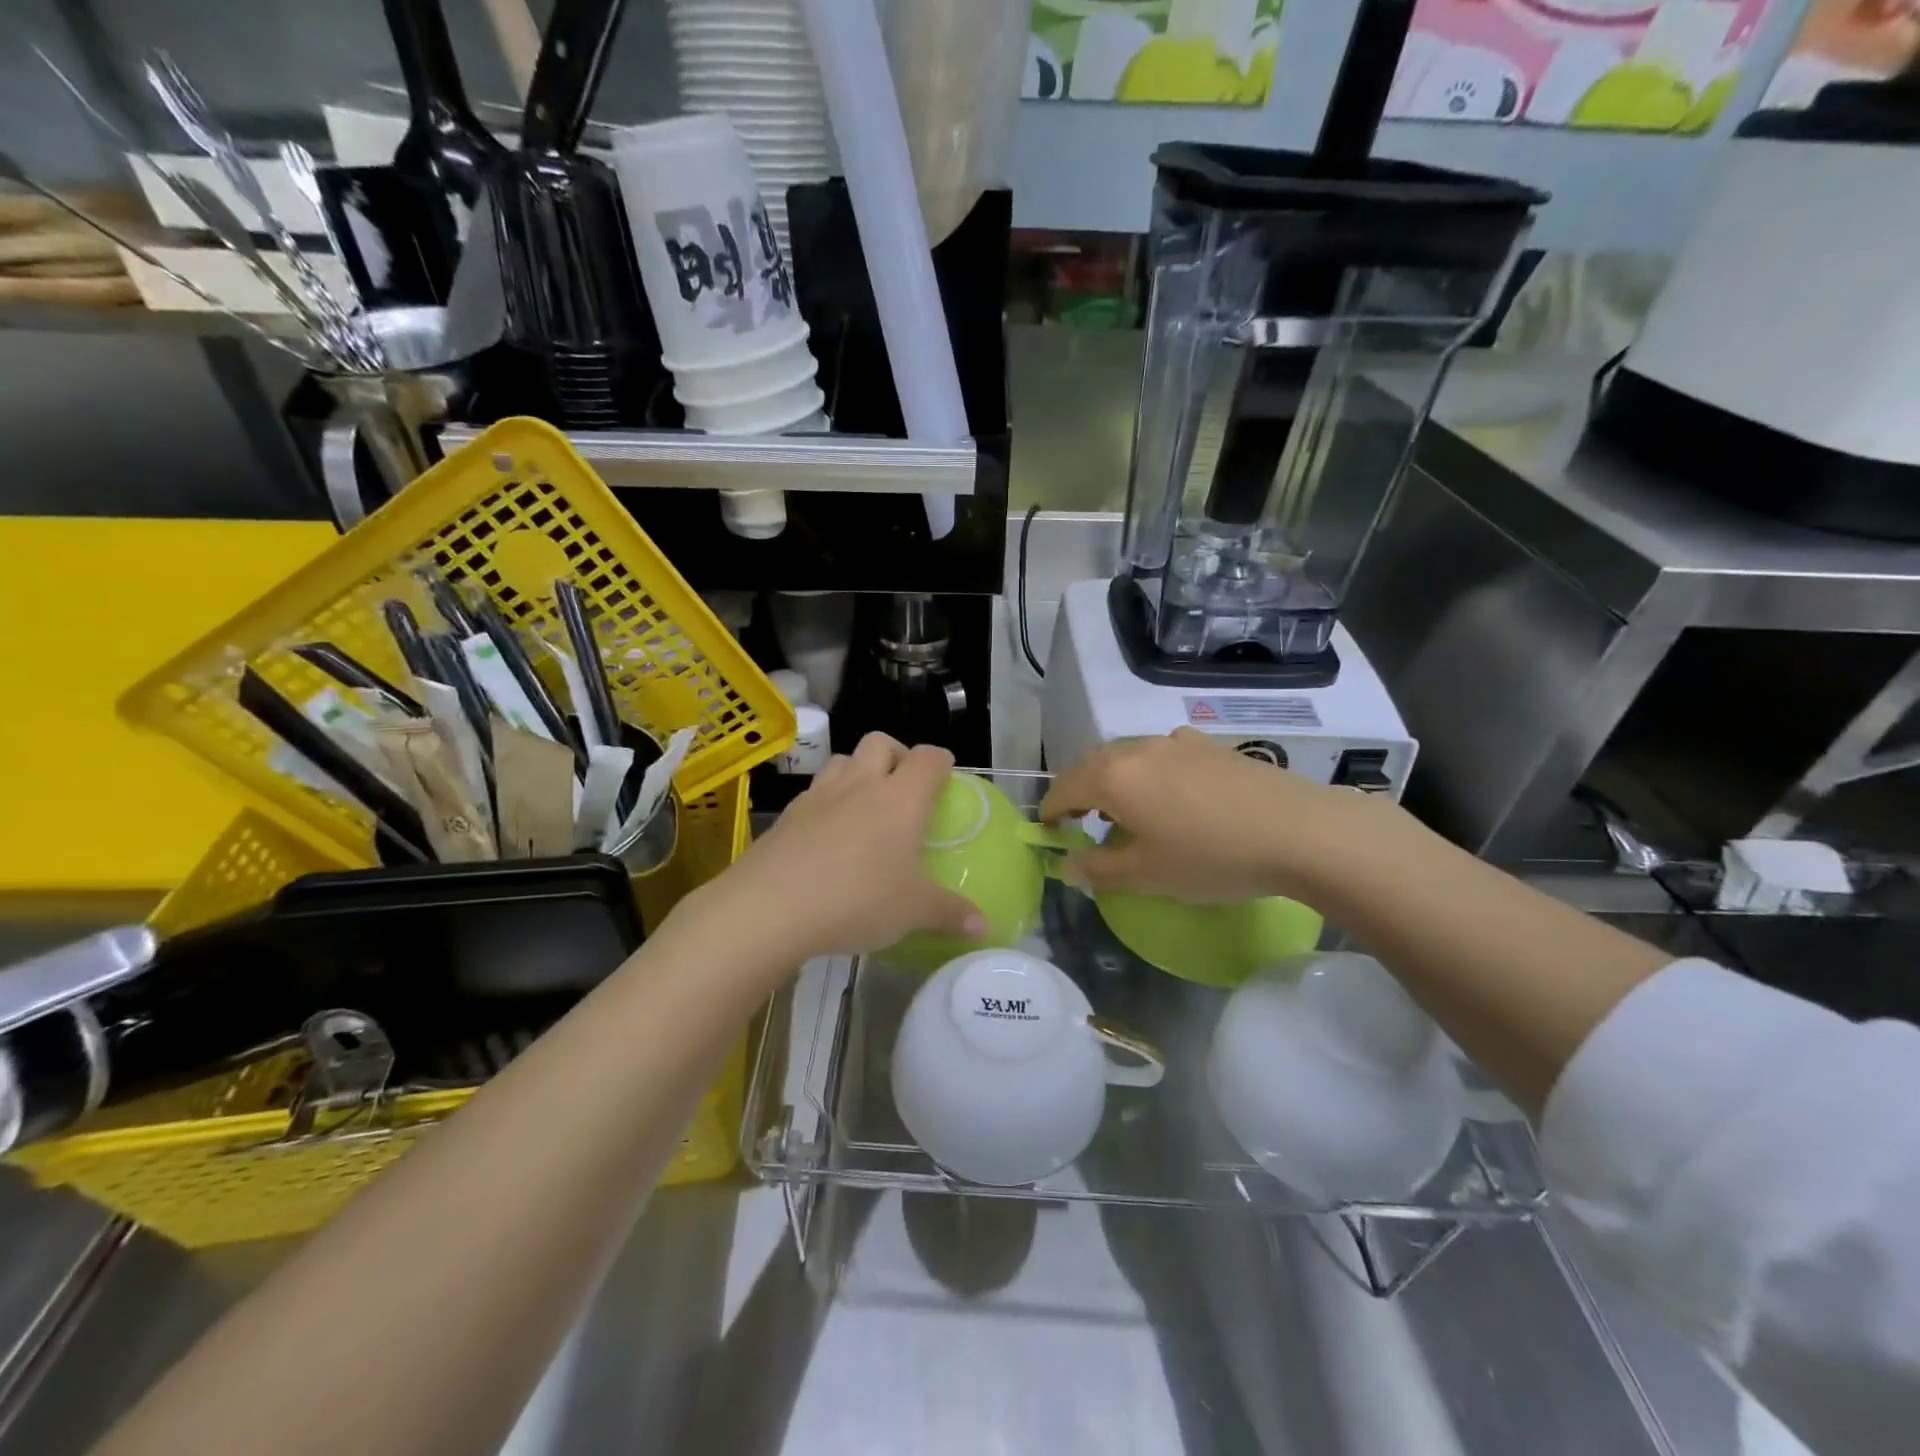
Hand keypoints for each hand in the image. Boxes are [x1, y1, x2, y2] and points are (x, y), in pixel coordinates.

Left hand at [695, 733, 986, 963]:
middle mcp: (861, 784)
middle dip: (896, 755)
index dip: (941, 762)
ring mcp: (819, 795)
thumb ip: (951, 914)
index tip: (946, 776)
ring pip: (842, 760)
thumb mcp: (913, 912)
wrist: (771, 907)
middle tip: (903, 788)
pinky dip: (827, 801)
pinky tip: (827, 835)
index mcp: (900, 798)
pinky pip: (814, 792)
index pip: (929, 759)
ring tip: (864, 805)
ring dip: (857, 771)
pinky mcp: (787, 815)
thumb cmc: (857, 900)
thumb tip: (984, 927)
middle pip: (881, 742)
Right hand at [1039, 729, 1367, 903]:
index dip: (1050, 812)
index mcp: (1112, 776)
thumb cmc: (1211, 857)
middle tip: (1080, 823)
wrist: (1300, 830)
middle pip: (1092, 766)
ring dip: (1114, 780)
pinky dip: (1149, 773)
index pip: (1063, 788)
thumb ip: (1098, 870)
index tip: (1048, 832)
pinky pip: (1162, 755)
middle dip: (1079, 793)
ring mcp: (1176, 741)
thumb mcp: (1147, 875)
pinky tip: (1171, 796)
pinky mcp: (1209, 745)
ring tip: (1125, 812)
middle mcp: (1137, 748)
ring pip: (1128, 757)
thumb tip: (1068, 866)